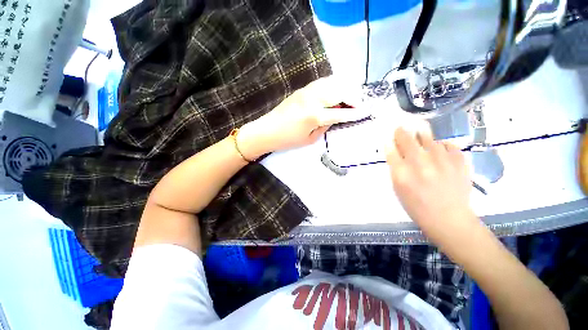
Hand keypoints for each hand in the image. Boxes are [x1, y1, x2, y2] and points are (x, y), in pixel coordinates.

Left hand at [237, 77, 364, 159]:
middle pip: (340, 92)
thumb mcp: (310, 139)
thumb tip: (335, 117)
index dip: (355, 113)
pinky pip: (322, 83)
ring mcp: (307, 91)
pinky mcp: (302, 89)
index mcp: (315, 116)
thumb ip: (325, 126)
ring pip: (332, 83)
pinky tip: (336, 91)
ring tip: (351, 96)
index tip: (366, 112)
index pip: (341, 113)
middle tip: (361, 104)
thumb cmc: (288, 139)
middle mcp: (313, 99)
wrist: (267, 130)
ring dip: (345, 88)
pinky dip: (333, 84)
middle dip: (354, 97)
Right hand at [386, 126, 479, 250]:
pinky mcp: (459, 161)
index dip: (389, 142)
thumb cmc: (417, 207)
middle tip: (400, 129)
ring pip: (428, 138)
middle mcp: (420, 164)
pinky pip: (448, 144)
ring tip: (419, 137)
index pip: (391, 149)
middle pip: (407, 139)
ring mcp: (442, 161)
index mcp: (402, 174)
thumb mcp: (398, 189)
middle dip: (401, 132)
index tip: (389, 138)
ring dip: (421, 136)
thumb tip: (393, 151)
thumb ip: (395, 169)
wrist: (449, 219)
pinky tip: (439, 151)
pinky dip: (441, 145)